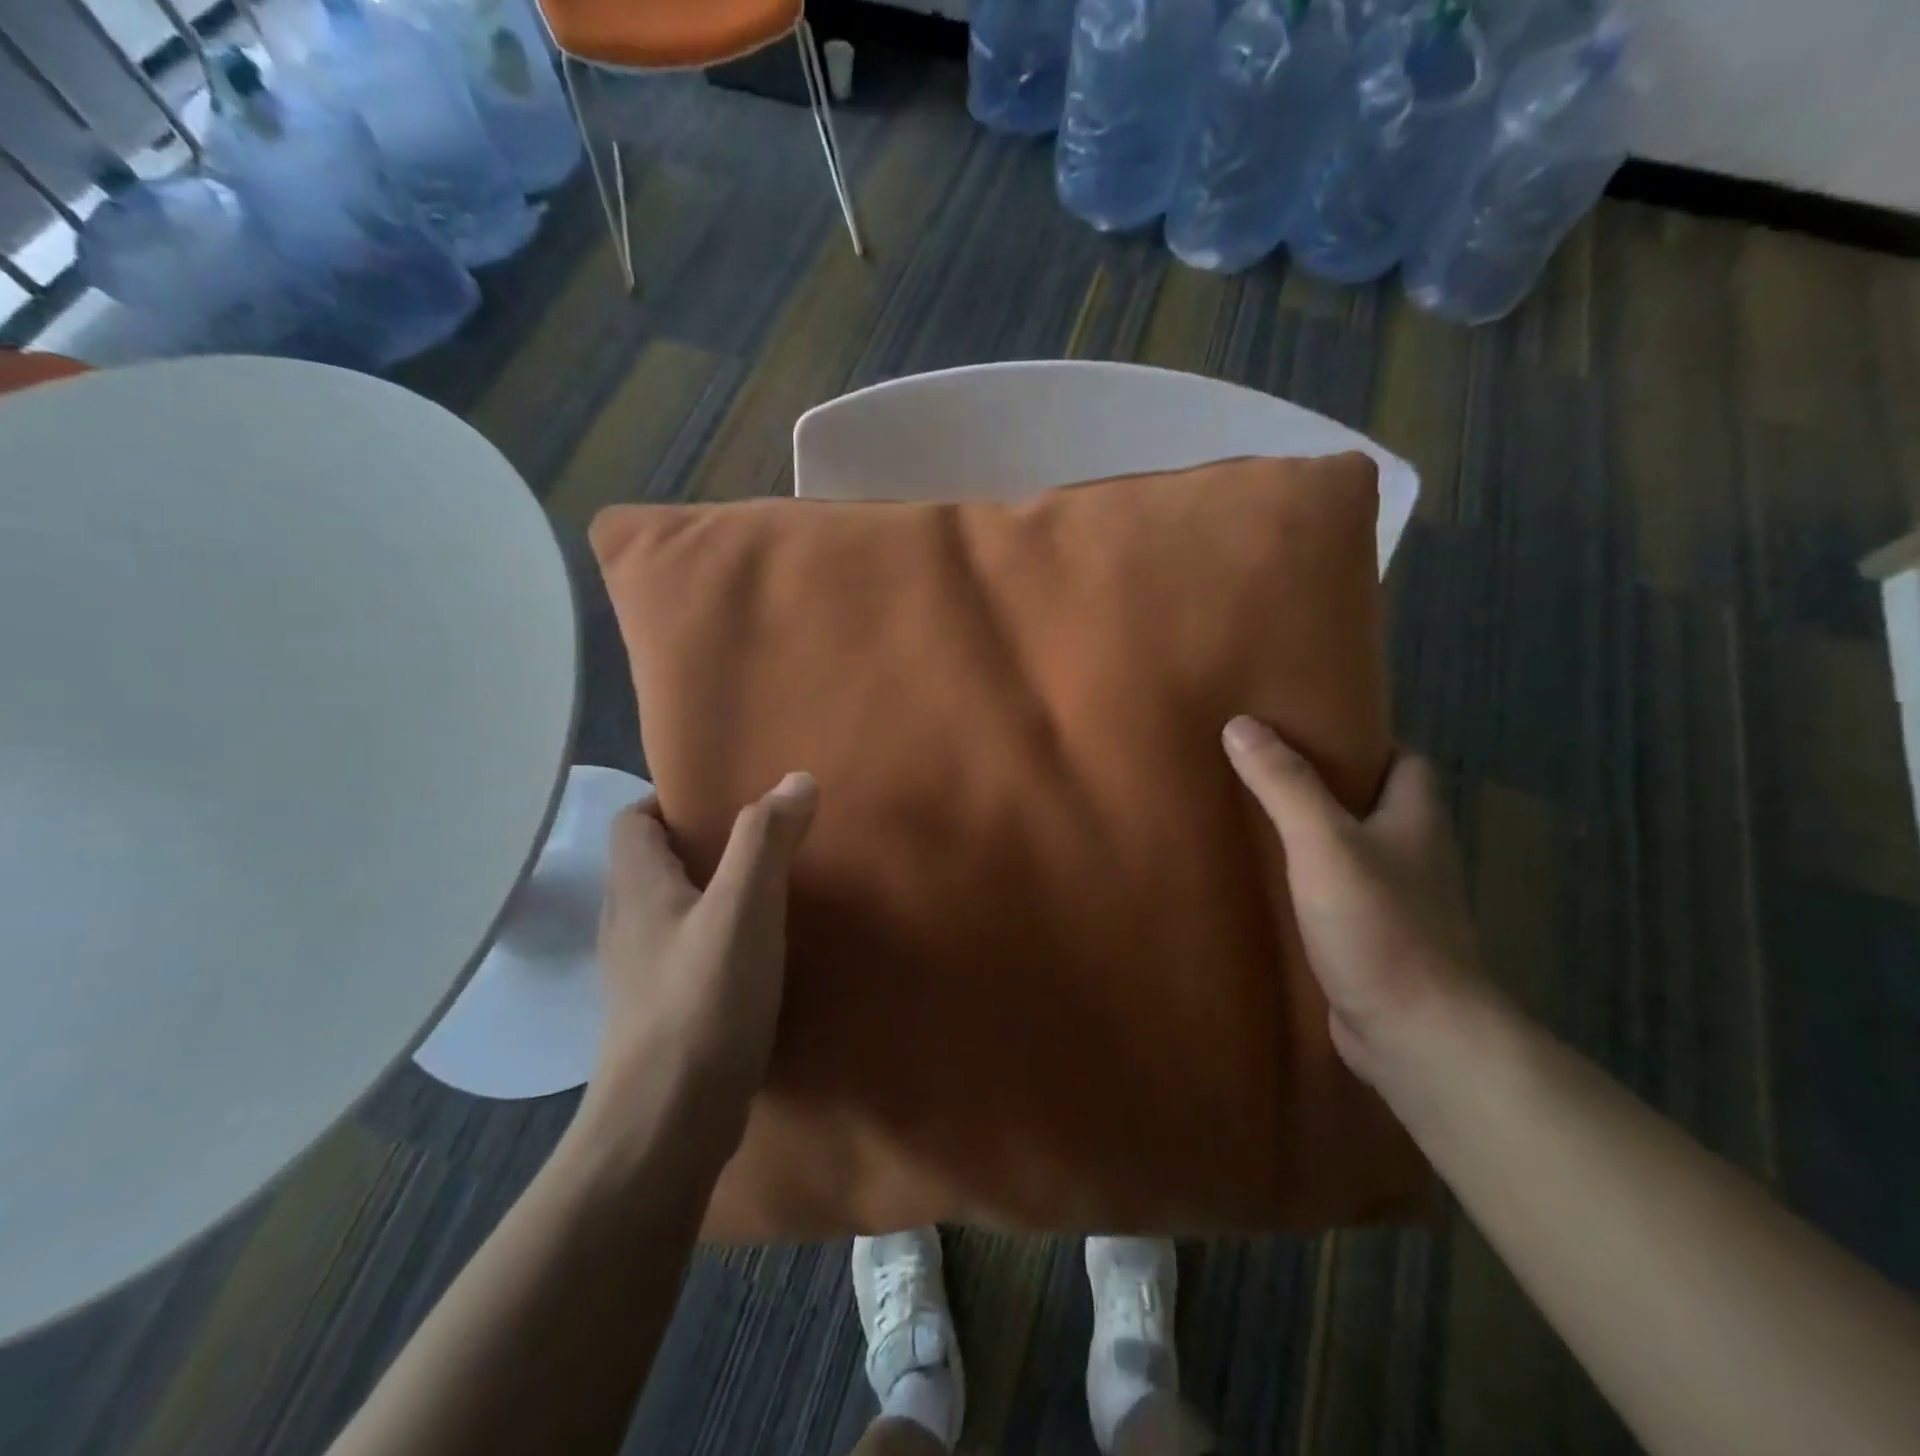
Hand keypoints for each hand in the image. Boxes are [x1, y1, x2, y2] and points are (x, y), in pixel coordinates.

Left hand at [581, 772, 817, 1142]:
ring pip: (669, 912)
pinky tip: (754, 955)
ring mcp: (637, 975)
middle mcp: (626, 925)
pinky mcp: (658, 1015)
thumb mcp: (744, 909)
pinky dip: (713, 940)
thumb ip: (766, 840)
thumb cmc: (703, 1001)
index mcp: (637, 889)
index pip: (631, 820)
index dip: (669, 801)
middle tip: (759, 840)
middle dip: (699, 844)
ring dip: (709, 893)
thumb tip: (797, 779)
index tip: (723, 799)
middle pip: (651, 864)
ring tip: (764, 891)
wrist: (666, 1124)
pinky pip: (682, 954)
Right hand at [1223, 716, 1488, 1089]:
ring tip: (1257, 820)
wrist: (1417, 1036)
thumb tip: (1241, 724)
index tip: (1311, 730)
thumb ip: (1284, 785)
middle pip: (1378, 806)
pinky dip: (1311, 884)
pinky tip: (1270, 885)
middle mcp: (1416, 857)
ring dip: (1317, 837)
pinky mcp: (1376, 943)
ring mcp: (1399, 904)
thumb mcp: (1323, 843)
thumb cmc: (1379, 926)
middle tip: (1267, 771)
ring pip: (1357, 853)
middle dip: (1330, 787)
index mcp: (1417, 821)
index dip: (1367, 742)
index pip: (1406, 761)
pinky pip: (1341, 896)